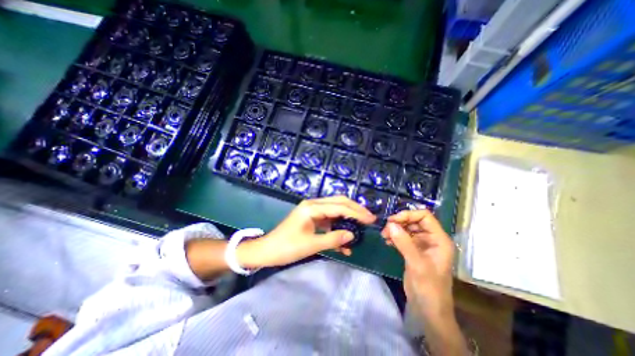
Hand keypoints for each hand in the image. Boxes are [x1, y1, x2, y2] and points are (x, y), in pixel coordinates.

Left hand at [238, 196, 375, 268]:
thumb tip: (352, 236)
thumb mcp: (311, 244)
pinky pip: (329, 220)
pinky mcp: (313, 218)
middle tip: (369, 218)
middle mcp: (313, 204)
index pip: (339, 207)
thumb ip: (333, 239)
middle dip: (355, 210)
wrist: (267, 251)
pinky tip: (344, 241)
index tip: (371, 219)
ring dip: (348, 219)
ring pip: (335, 210)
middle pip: (339, 202)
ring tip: (360, 229)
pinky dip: (338, 228)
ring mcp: (313, 211)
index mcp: (312, 207)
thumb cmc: (286, 247)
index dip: (356, 213)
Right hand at [381, 208, 456, 319]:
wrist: (428, 310)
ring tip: (384, 235)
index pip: (425, 216)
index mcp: (439, 239)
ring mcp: (422, 245)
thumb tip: (390, 224)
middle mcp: (431, 239)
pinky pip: (403, 238)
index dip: (409, 214)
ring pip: (407, 229)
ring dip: (395, 229)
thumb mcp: (417, 264)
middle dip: (399, 222)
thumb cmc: (429, 288)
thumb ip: (404, 243)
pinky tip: (386, 241)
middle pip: (414, 221)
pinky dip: (394, 237)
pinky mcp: (413, 251)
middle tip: (385, 228)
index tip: (393, 220)